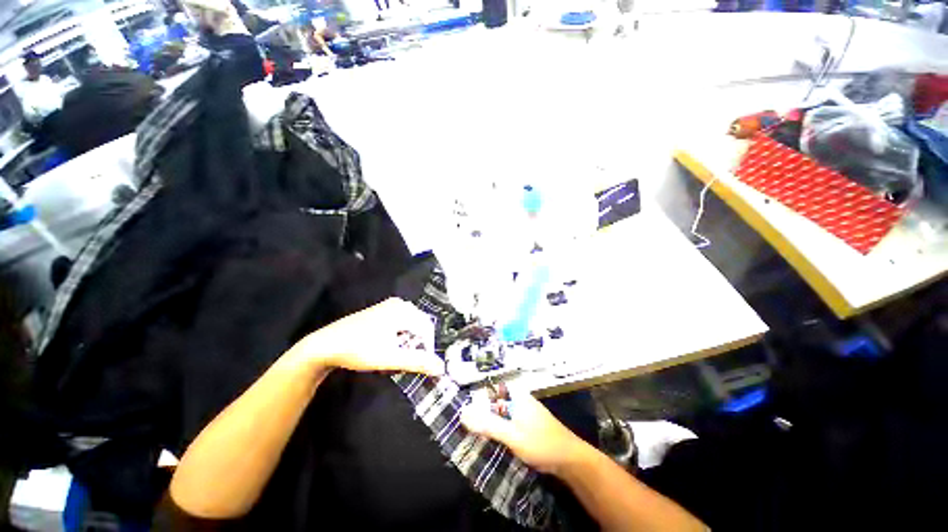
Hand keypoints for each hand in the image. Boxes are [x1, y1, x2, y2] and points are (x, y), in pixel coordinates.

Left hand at [288, 298, 443, 375]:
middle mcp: (399, 304)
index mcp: (403, 310)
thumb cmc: (359, 350)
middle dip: (416, 345)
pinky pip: (399, 323)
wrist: (325, 345)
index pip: (427, 329)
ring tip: (395, 356)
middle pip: (419, 326)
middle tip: (405, 361)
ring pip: (409, 326)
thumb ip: (418, 362)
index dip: (427, 348)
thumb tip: (441, 368)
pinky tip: (387, 347)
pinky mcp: (380, 311)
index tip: (420, 365)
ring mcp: (388, 306)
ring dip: (407, 342)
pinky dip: (398, 337)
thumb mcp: (390, 358)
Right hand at [461, 385, 589, 475]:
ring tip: (467, 431)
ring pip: (498, 413)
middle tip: (459, 423)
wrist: (570, 460)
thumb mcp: (512, 435)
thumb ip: (488, 425)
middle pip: (492, 401)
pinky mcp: (525, 424)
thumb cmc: (541, 443)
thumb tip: (462, 415)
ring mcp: (522, 412)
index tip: (457, 406)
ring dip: (486, 422)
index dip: (473, 396)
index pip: (489, 388)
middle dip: (478, 411)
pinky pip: (505, 422)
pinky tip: (487, 439)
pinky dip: (496, 428)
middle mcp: (518, 399)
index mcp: (516, 395)